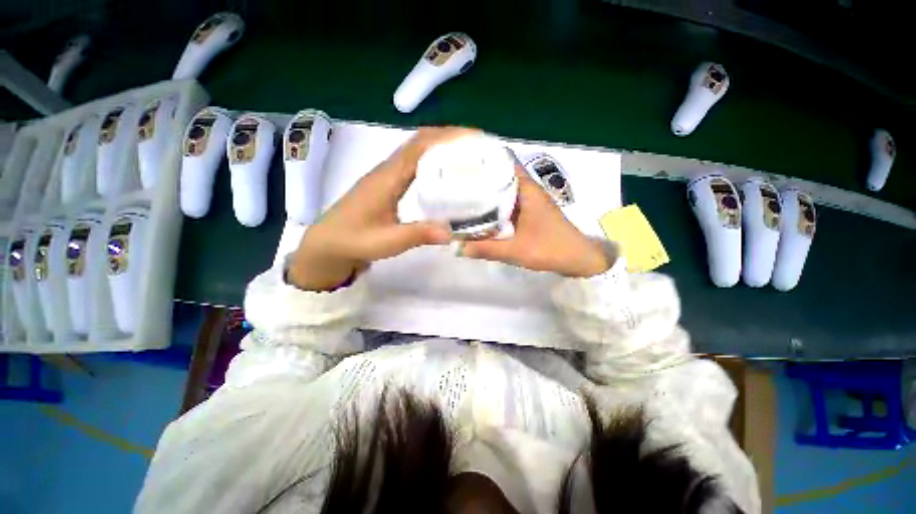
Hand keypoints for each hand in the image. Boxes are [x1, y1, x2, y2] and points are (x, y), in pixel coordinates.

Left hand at [289, 127, 479, 290]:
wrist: (328, 244)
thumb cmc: (355, 240)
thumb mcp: (388, 241)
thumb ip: (419, 234)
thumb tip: (451, 232)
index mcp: (388, 178)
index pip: (419, 147)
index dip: (446, 138)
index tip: (472, 137)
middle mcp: (388, 170)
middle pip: (419, 142)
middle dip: (448, 138)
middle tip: (476, 147)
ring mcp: (386, 175)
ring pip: (416, 151)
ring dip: (440, 148)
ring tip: (466, 156)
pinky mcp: (387, 184)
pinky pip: (412, 164)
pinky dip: (431, 161)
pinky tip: (443, 173)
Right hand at [462, 165, 613, 277]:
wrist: (578, 260)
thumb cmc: (551, 249)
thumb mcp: (515, 251)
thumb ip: (486, 249)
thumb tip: (456, 246)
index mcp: (526, 190)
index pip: (503, 163)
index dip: (483, 160)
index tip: (461, 162)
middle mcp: (527, 191)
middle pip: (499, 176)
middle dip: (479, 178)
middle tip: (453, 182)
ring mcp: (528, 202)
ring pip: (502, 191)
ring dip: (485, 193)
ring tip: (460, 195)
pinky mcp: (528, 213)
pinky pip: (506, 205)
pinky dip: (493, 207)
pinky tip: (478, 214)